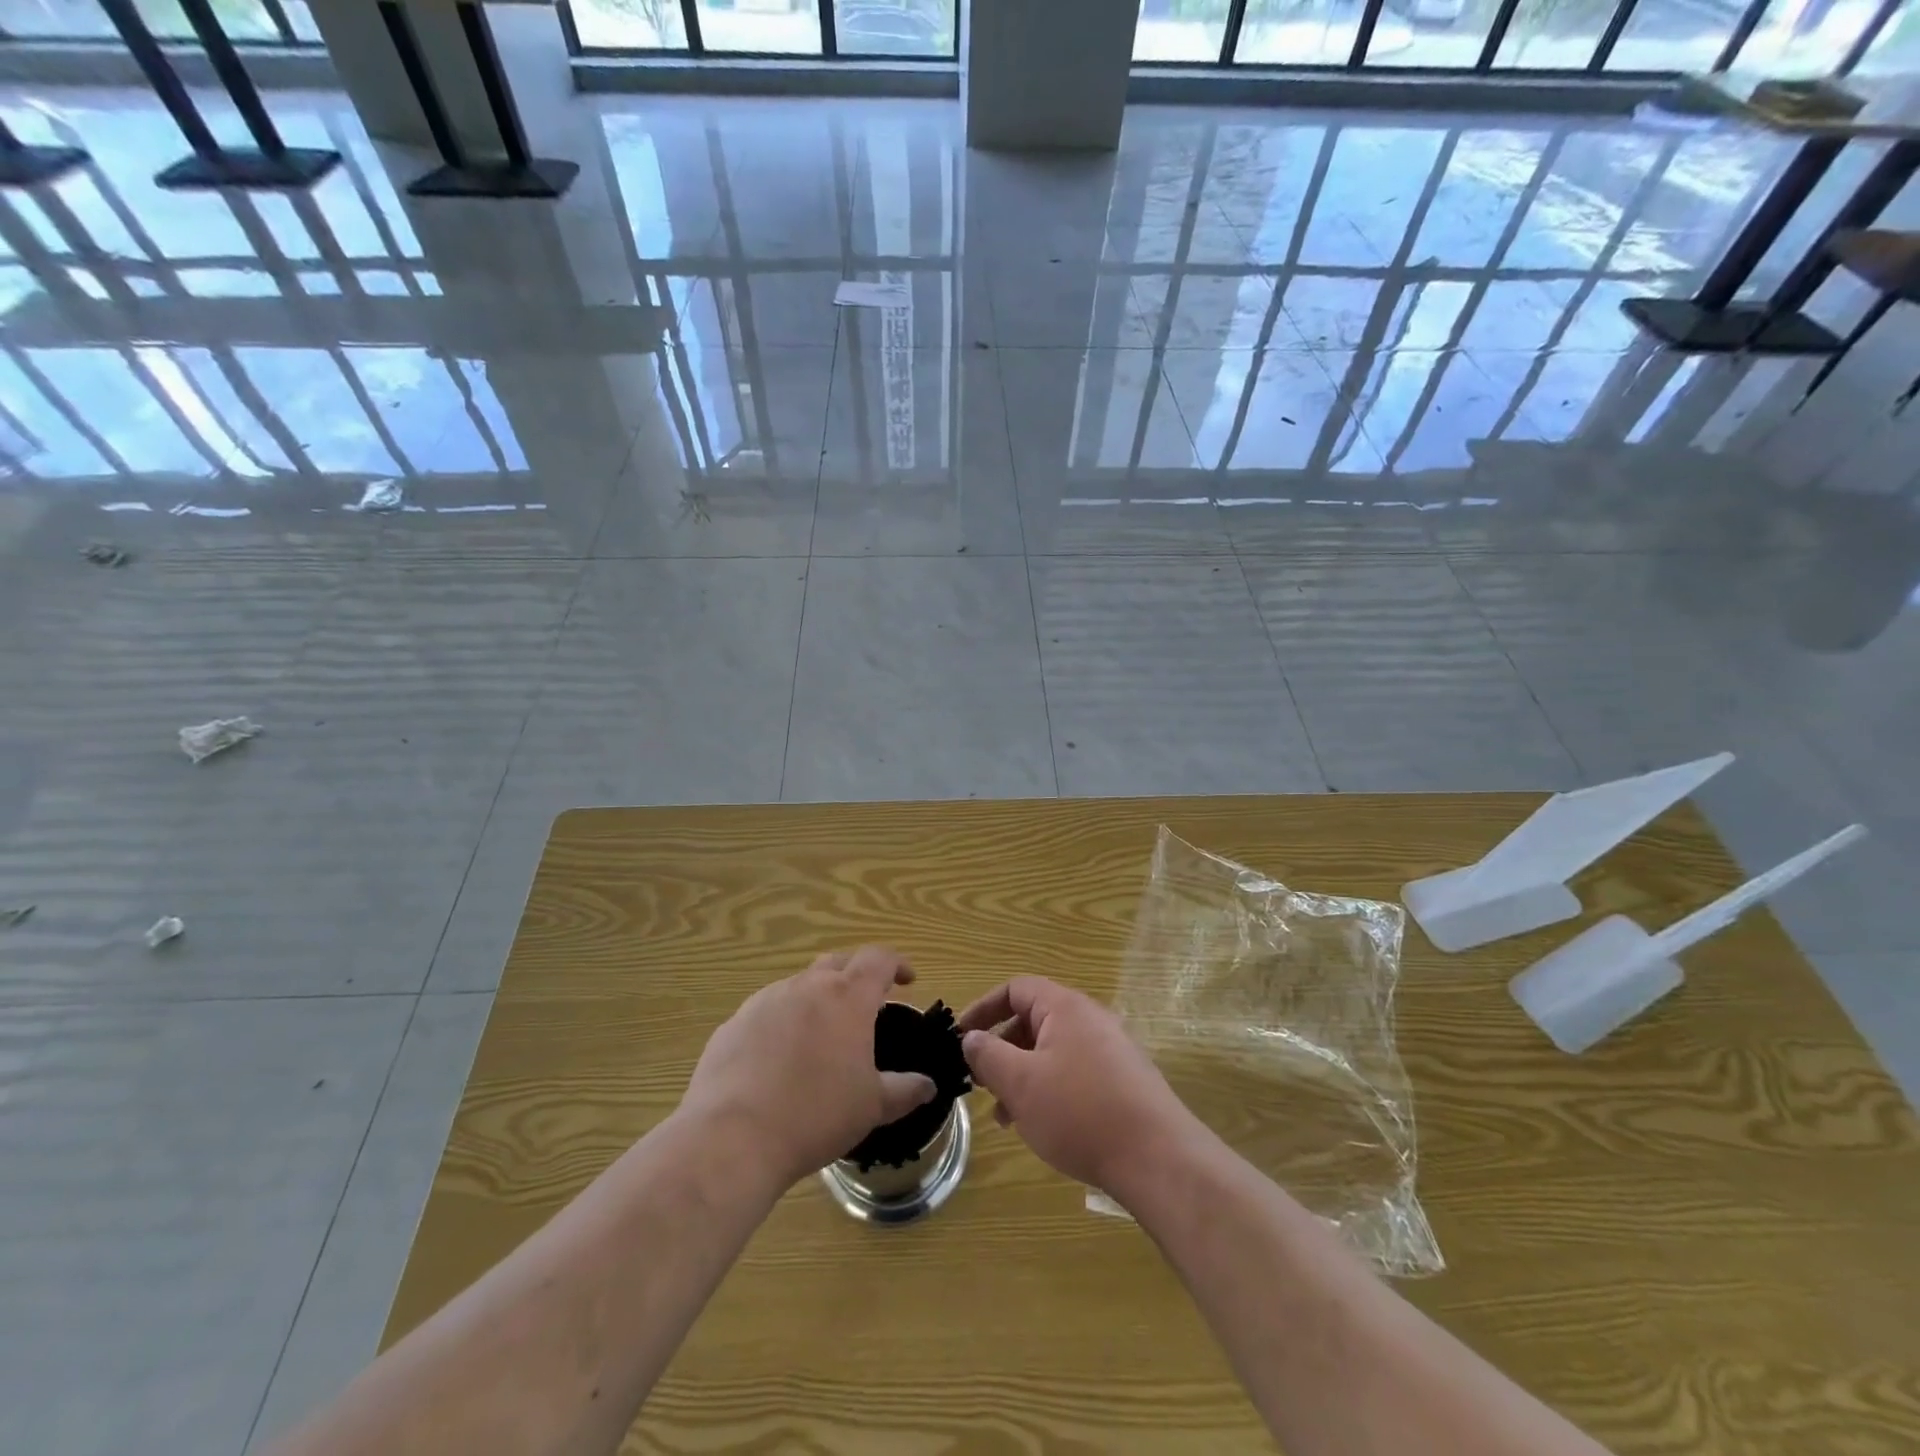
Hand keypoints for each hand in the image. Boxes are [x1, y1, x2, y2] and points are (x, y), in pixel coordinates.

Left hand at [682, 946, 936, 1189]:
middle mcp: (806, 986)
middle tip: (866, 1005)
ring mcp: (765, 1001)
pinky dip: (783, 1023)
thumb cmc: (816, 1115)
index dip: (896, 964)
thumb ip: (905, 1090)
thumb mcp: (872, 1107)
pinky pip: (767, 1011)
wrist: (732, 1138)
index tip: (907, 980)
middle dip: (856, 976)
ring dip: (817, 999)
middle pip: (838, 963)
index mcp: (847, 997)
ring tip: (822, 1035)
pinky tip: (779, 1060)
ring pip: (800, 986)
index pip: (878, 960)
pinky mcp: (734, 1023)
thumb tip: (928, 1085)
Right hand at [958, 976, 1200, 1196]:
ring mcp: (1111, 1050)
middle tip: (979, 1082)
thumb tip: (971, 1038)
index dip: (983, 1009)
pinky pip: (1073, 1073)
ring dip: (1022, 1075)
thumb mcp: (1021, 1083)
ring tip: (1003, 1116)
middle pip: (1033, 1020)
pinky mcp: (1123, 1081)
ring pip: (1052, 1051)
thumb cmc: (1080, 1112)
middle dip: (1001, 1049)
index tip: (960, 1039)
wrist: (1158, 1159)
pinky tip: (1039, 1126)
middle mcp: (1090, 1019)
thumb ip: (988, 1055)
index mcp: (1065, 1007)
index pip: (1015, 989)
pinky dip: (1048, 1089)